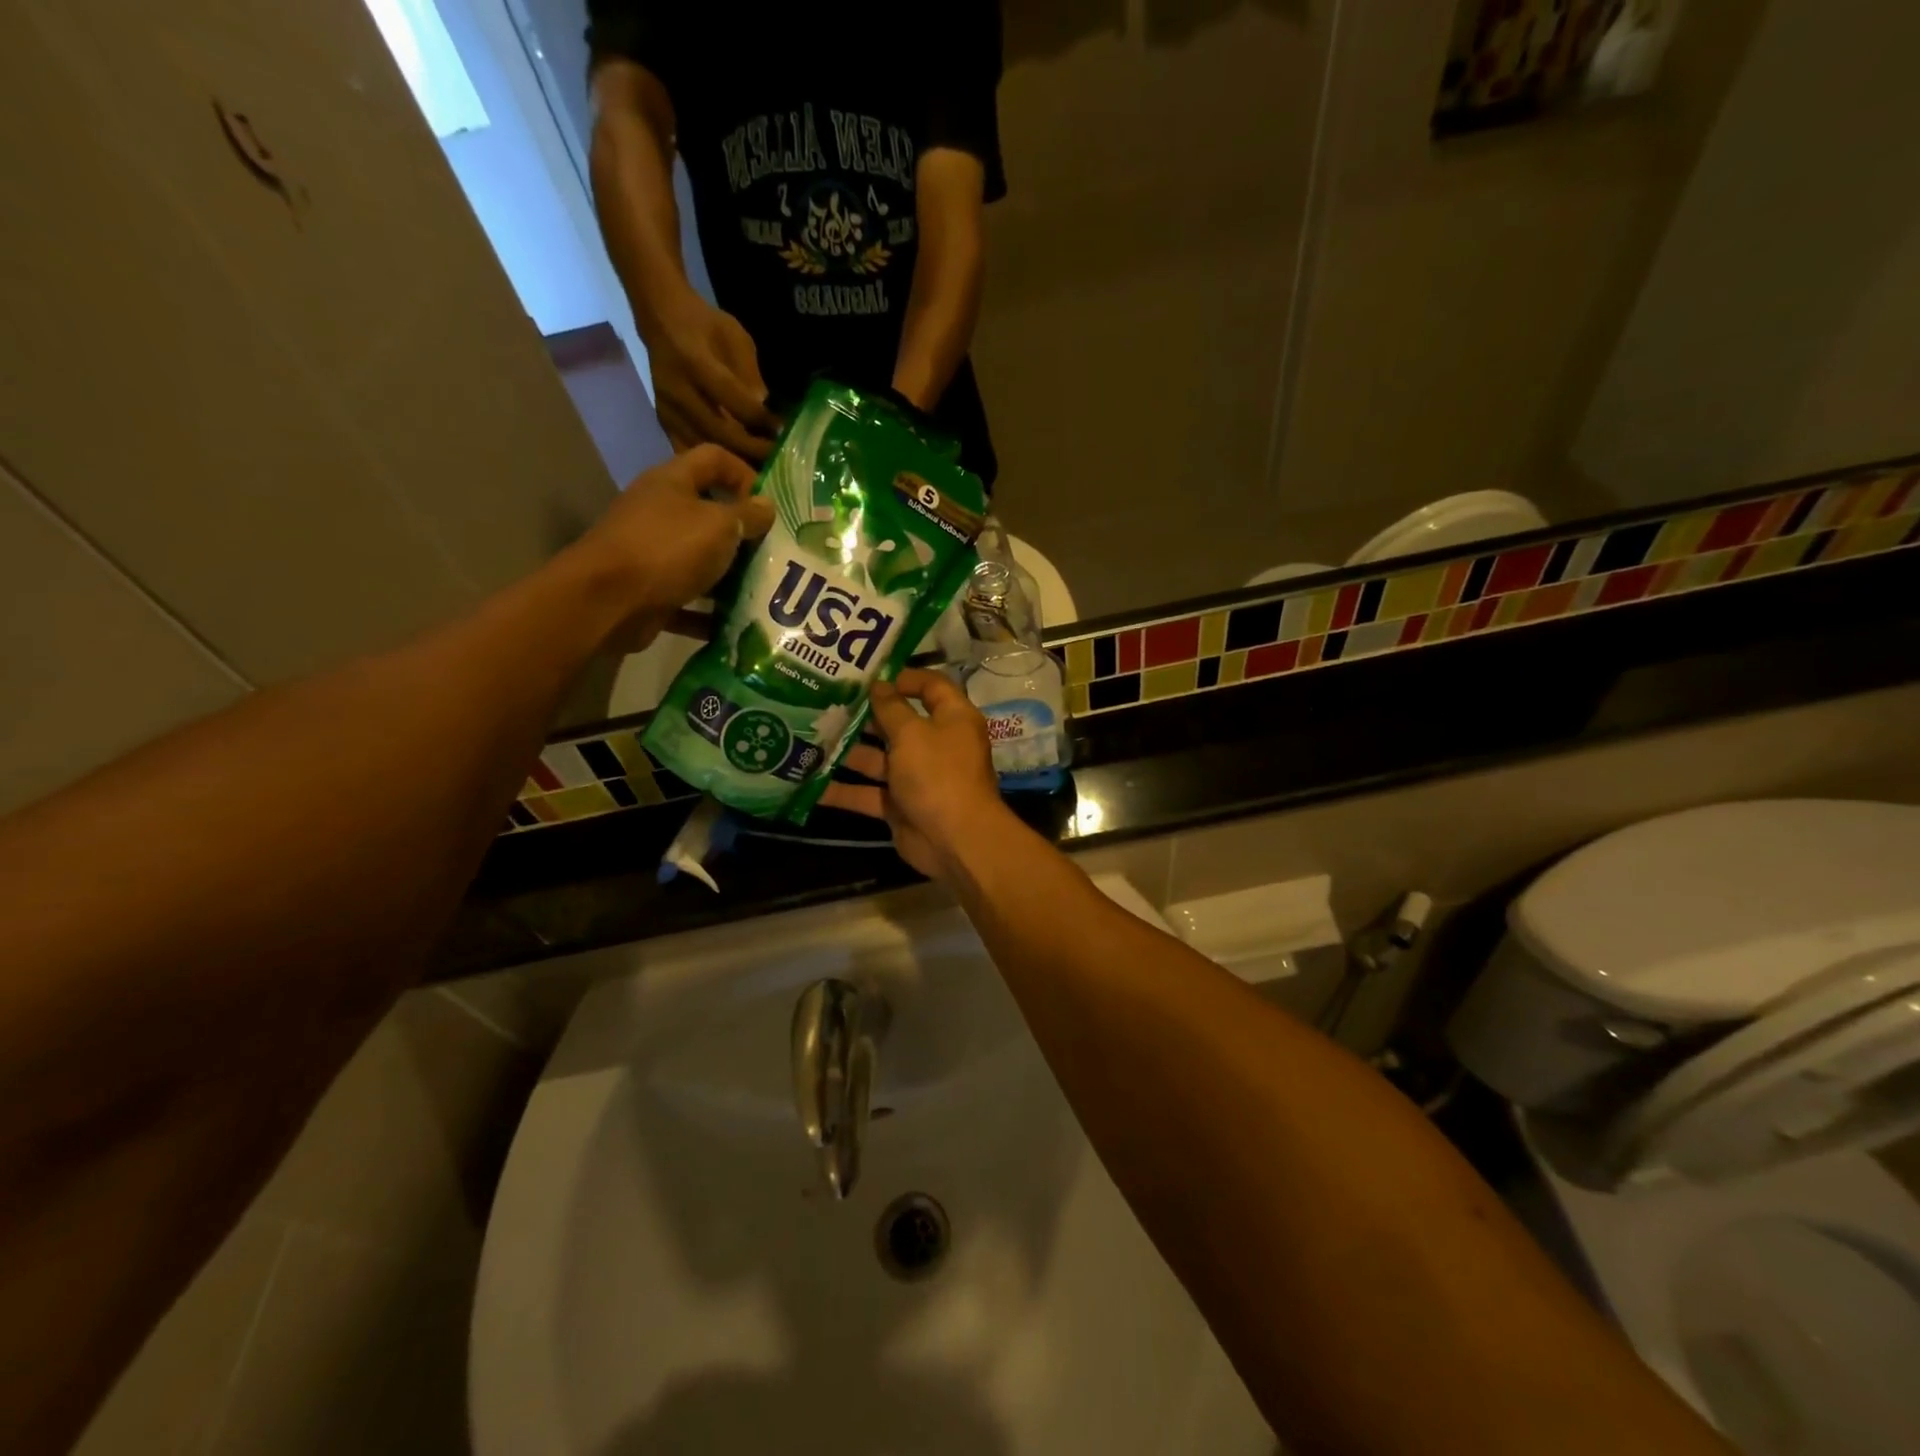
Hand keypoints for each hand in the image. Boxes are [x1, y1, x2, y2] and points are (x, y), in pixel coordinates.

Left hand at [575, 445, 773, 651]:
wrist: (606, 602)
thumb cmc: (667, 550)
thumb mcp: (719, 526)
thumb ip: (748, 515)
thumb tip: (767, 506)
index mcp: (672, 482)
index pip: (714, 459)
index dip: (744, 474)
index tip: (770, 505)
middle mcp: (659, 512)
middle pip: (708, 513)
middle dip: (742, 534)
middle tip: (774, 554)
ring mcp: (651, 553)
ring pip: (699, 560)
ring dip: (729, 577)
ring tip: (762, 592)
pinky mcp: (648, 592)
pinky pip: (687, 600)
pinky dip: (708, 614)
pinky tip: (735, 625)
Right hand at [644, 294, 781, 461]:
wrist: (660, 320)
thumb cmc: (705, 325)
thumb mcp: (734, 337)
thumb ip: (750, 373)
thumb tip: (764, 411)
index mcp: (695, 361)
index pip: (733, 399)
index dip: (760, 419)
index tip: (782, 431)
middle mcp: (678, 390)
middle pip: (719, 431)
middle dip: (752, 449)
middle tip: (776, 459)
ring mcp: (668, 410)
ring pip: (706, 448)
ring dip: (736, 462)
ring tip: (761, 470)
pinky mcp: (664, 422)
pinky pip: (691, 452)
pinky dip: (714, 464)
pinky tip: (735, 469)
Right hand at [822, 669, 1014, 881]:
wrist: (955, 840)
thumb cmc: (938, 774)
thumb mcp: (912, 733)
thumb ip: (891, 708)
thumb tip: (879, 685)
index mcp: (952, 719)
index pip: (931, 687)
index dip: (903, 678)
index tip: (868, 676)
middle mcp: (936, 744)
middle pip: (898, 723)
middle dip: (864, 716)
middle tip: (824, 703)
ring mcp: (917, 776)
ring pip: (878, 759)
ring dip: (847, 752)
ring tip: (808, 737)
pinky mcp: (900, 804)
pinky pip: (869, 793)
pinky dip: (843, 790)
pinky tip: (809, 783)